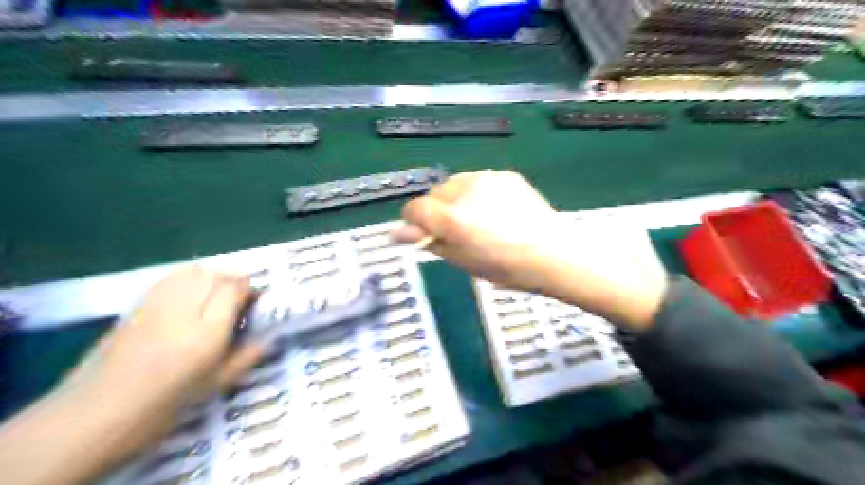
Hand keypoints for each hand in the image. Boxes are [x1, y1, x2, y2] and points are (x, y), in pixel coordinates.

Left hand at [71, 266, 263, 455]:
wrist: (98, 412)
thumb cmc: (166, 402)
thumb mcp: (216, 385)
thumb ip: (246, 357)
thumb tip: (267, 339)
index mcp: (208, 331)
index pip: (235, 289)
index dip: (249, 290)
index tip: (256, 300)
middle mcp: (184, 309)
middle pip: (216, 275)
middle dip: (232, 281)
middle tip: (238, 298)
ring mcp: (157, 304)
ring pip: (192, 271)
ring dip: (211, 277)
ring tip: (215, 294)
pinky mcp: (137, 305)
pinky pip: (170, 278)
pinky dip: (187, 278)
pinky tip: (188, 295)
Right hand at [393, 171, 667, 329]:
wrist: (553, 253)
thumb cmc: (506, 267)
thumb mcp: (462, 261)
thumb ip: (429, 242)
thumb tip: (396, 233)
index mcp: (452, 217)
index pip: (414, 208)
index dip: (415, 223)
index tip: (428, 235)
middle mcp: (465, 190)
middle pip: (434, 194)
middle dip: (438, 211)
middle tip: (459, 231)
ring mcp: (487, 178)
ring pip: (455, 184)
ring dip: (457, 199)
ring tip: (480, 219)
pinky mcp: (504, 174)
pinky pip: (478, 180)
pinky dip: (478, 193)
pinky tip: (497, 210)